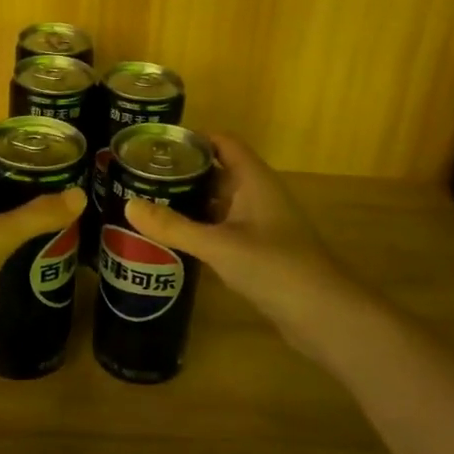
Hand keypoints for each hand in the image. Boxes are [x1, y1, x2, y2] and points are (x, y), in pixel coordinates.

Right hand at [123, 134, 351, 347]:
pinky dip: (202, 228)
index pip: (223, 142)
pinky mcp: (261, 251)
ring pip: (221, 202)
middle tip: (142, 175)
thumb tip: (128, 205)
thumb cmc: (274, 267)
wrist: (325, 316)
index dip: (193, 138)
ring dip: (191, 201)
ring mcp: (262, 224)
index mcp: (254, 180)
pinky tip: (175, 238)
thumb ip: (173, 226)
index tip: (156, 144)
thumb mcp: (218, 245)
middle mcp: (259, 195)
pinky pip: (225, 228)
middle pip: (219, 171)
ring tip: (150, 203)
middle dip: (184, 171)